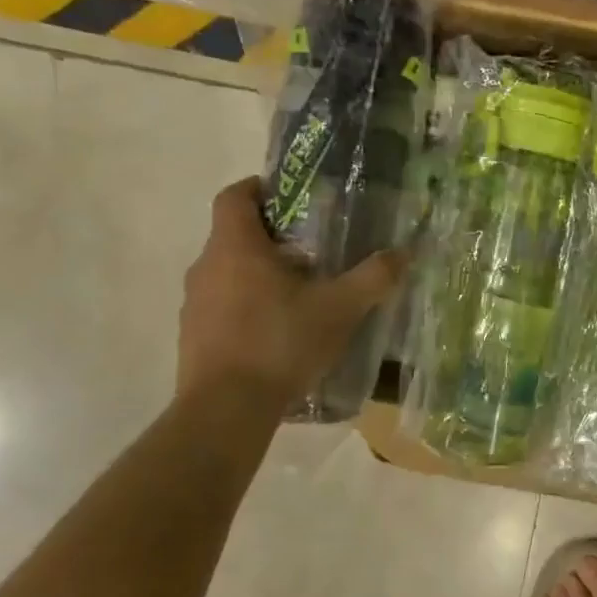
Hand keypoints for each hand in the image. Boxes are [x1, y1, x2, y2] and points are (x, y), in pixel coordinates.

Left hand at [177, 178, 404, 407]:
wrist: (226, 408)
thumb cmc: (281, 342)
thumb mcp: (340, 308)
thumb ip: (373, 277)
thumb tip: (404, 253)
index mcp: (236, 248)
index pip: (235, 196)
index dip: (260, 188)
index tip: (291, 197)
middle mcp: (206, 267)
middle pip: (235, 235)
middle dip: (273, 237)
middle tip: (315, 252)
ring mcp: (194, 303)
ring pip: (229, 272)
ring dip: (260, 274)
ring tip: (301, 294)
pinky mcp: (193, 336)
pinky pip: (222, 305)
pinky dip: (248, 306)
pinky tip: (279, 332)